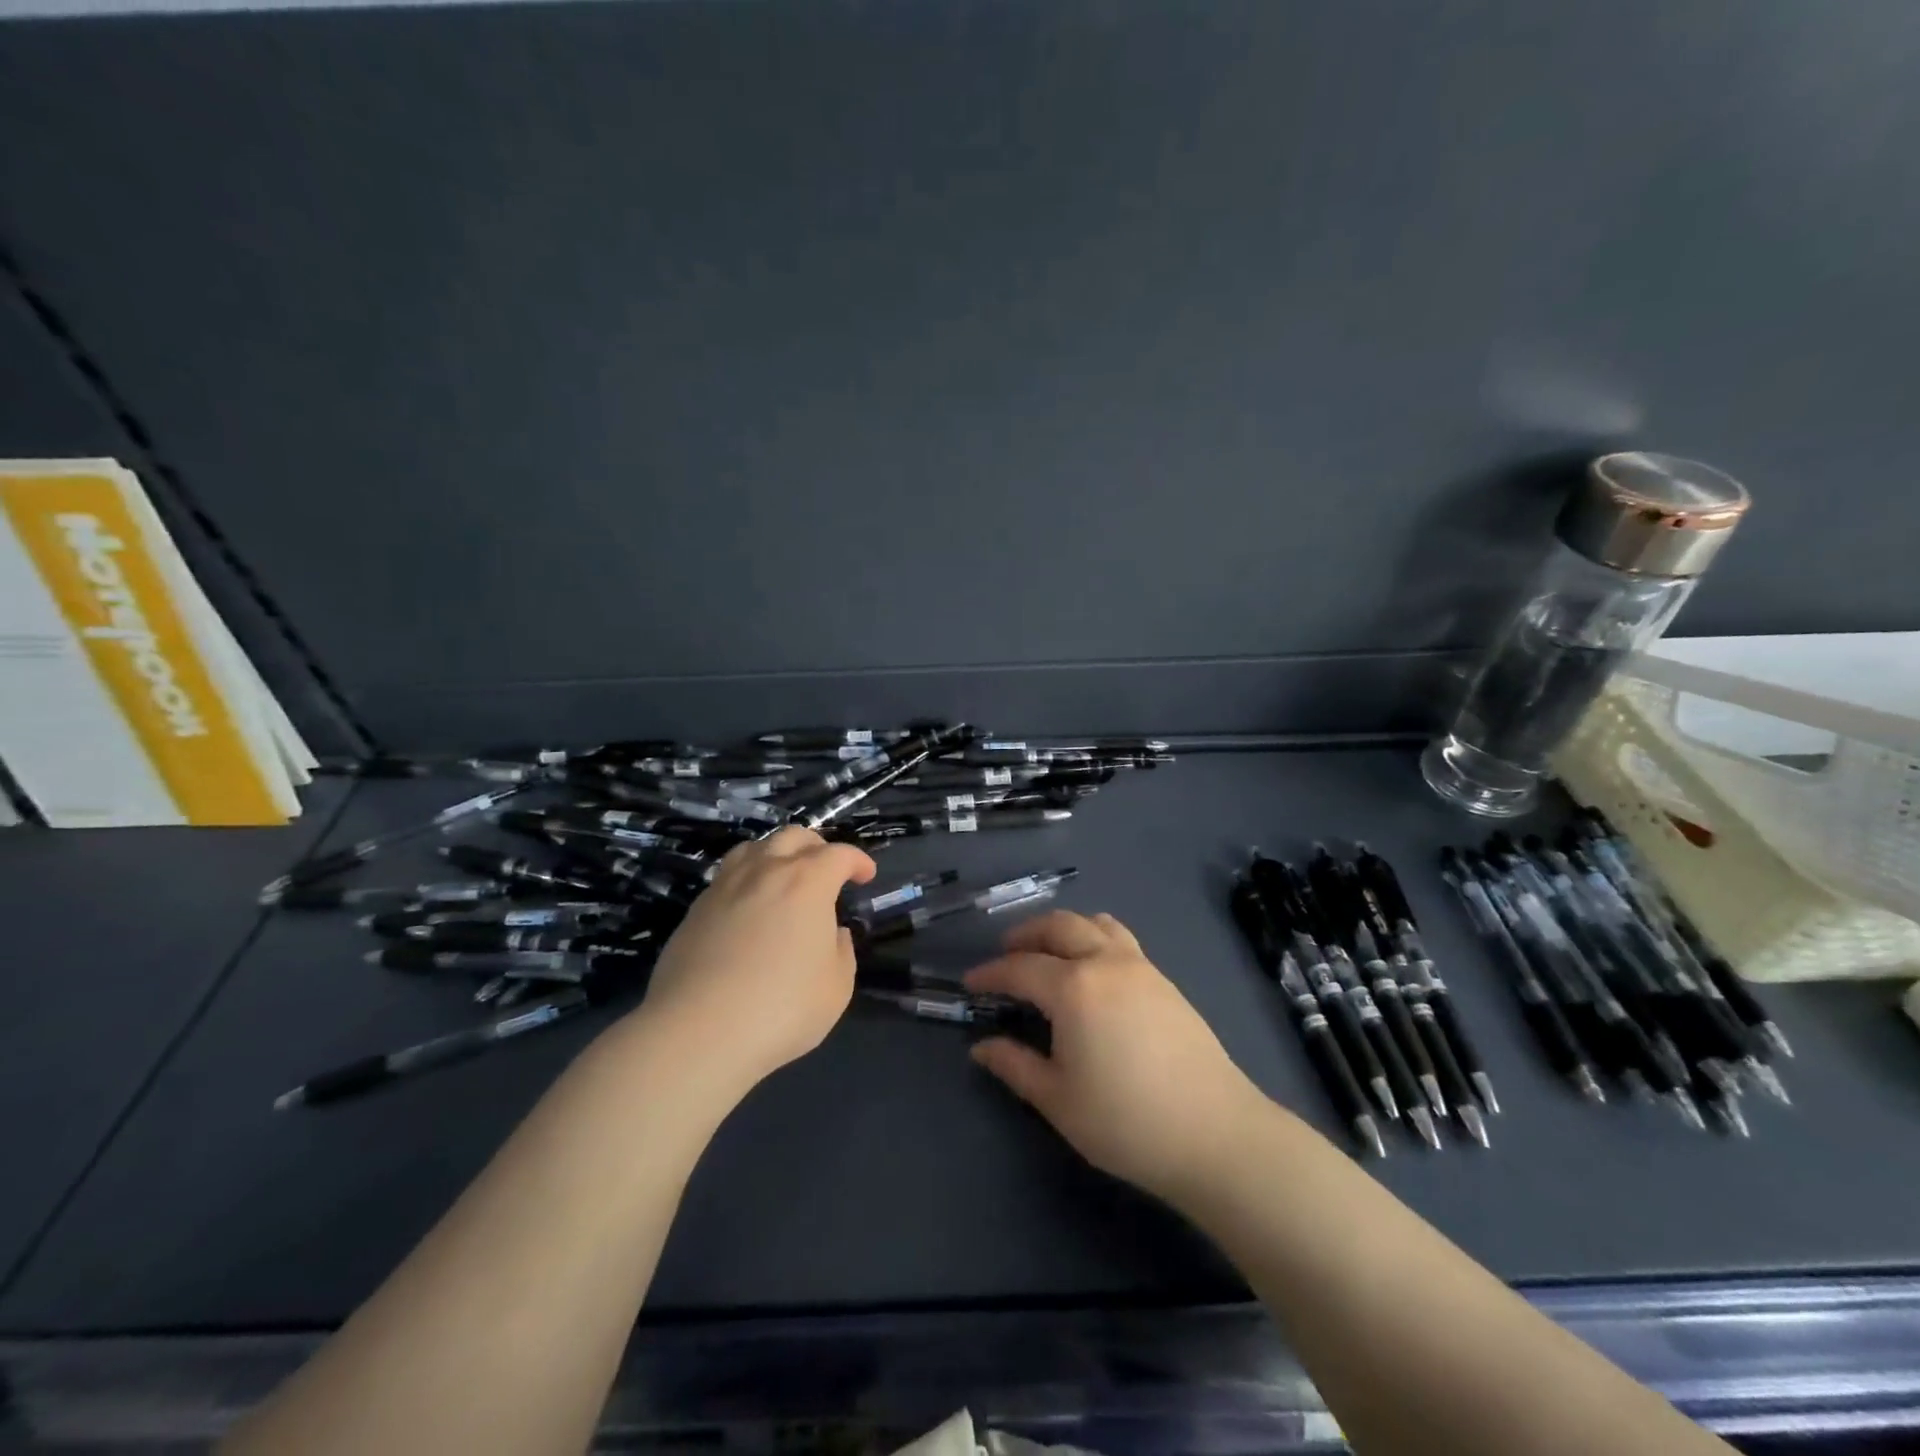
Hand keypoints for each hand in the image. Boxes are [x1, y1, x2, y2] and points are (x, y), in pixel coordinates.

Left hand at [632, 827, 875, 1095]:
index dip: (858, 861)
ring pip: (754, 848)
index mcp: (808, 882)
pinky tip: (749, 906)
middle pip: (793, 837)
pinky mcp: (695, 909)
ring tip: (783, 877)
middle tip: (827, 870)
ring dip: (777, 854)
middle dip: (817, 846)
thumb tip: (831, 933)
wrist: (699, 1031)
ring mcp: (725, 886)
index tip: (866, 876)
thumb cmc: (782, 1008)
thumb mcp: (836, 987)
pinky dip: (747, 878)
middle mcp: (766, 871)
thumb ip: (841, 951)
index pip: (839, 854)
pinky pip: (727, 876)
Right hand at [965, 910, 1267, 1203]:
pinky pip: (1120, 939)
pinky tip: (1091, 970)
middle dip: (1026, 934)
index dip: (991, 973)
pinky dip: (1094, 937)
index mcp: (1073, 987)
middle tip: (1006, 953)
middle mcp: (1105, 962)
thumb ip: (1015, 1066)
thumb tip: (981, 1047)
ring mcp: (1140, 966)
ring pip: (1094, 924)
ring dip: (1064, 928)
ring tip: (1048, 951)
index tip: (971, 983)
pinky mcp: (1164, 980)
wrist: (1215, 1133)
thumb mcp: (1058, 1100)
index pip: (1020, 967)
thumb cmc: (1126, 1121)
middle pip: (1059, 927)